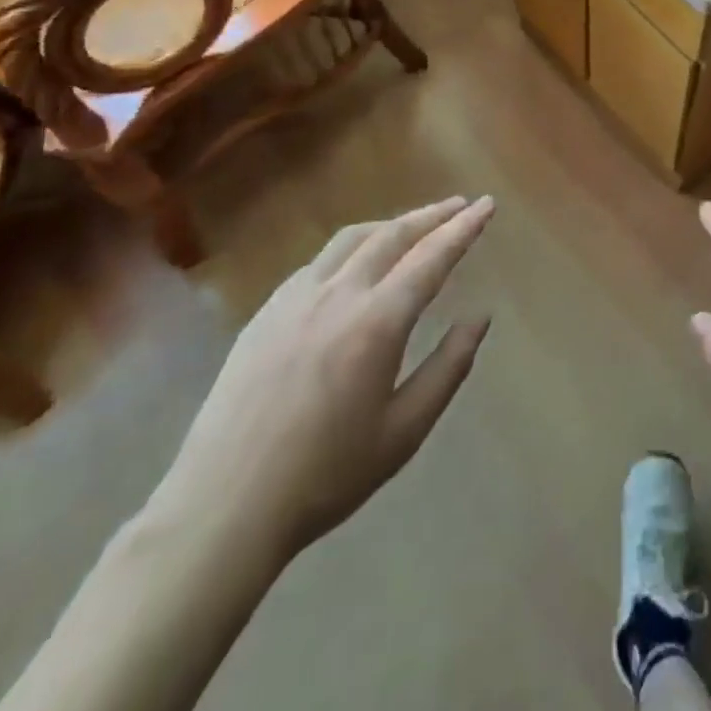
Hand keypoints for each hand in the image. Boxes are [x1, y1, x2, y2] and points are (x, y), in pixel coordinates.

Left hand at [161, 197, 495, 564]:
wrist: (223, 506)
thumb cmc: (325, 476)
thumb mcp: (404, 431)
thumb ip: (448, 368)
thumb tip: (480, 318)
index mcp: (376, 322)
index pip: (431, 258)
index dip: (463, 228)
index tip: (487, 204)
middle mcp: (338, 295)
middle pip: (393, 235)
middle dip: (432, 215)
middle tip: (460, 205)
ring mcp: (295, 298)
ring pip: (352, 239)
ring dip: (391, 224)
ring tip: (415, 225)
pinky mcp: (266, 311)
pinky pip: (319, 261)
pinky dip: (352, 247)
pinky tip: (357, 264)